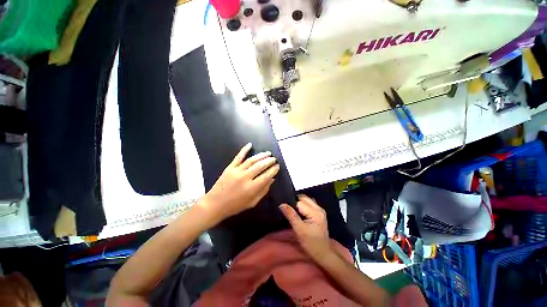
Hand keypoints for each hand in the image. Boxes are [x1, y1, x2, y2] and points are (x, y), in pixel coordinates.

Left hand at [199, 143, 279, 225]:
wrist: (215, 204)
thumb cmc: (235, 206)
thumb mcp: (252, 202)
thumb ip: (263, 191)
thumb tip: (272, 179)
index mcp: (252, 188)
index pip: (266, 175)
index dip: (273, 170)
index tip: (277, 166)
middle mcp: (245, 177)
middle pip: (260, 166)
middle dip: (269, 161)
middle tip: (274, 159)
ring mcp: (236, 171)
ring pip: (251, 160)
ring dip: (261, 155)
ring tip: (268, 153)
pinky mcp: (230, 167)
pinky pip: (238, 157)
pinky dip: (244, 150)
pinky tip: (250, 145)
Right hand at [279, 195, 332, 262]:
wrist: (323, 253)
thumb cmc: (310, 243)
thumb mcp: (299, 229)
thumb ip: (290, 215)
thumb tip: (282, 204)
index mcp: (315, 212)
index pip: (300, 202)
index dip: (291, 204)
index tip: (285, 209)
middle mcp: (319, 208)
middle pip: (304, 198)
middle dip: (295, 201)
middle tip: (288, 209)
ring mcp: (320, 210)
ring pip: (306, 200)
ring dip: (299, 203)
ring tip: (292, 210)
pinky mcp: (319, 213)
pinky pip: (309, 204)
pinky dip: (303, 205)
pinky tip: (299, 212)